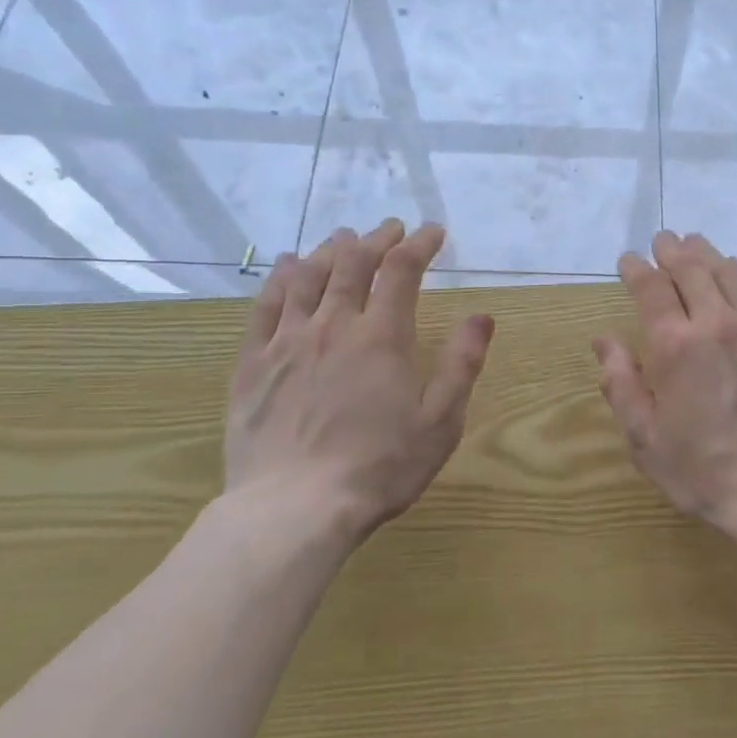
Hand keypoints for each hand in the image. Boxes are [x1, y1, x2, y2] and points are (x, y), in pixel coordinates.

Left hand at [224, 220, 493, 544]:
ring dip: (329, 250)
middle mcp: (333, 325)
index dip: (419, 245)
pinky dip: (279, 277)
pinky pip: (265, 306)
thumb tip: (482, 316)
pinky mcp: (253, 363)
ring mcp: (287, 341)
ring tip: (344, 237)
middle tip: (391, 228)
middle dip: (376, 239)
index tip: (433, 232)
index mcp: (382, 336)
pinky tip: (286, 265)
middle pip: (353, 264)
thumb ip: (462, 365)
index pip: (401, 271)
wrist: (295, 509)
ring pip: (307, 276)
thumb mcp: (441, 422)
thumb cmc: (381, 467)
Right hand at [593, 230, 736, 536]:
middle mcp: (717, 323)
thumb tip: (604, 340)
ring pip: (729, 274)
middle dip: (672, 251)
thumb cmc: (703, 470)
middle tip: (663, 240)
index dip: (637, 270)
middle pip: (692, 270)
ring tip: (696, 244)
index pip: (652, 290)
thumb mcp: (645, 438)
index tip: (628, 260)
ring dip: (708, 255)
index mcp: (676, 346)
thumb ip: (621, 384)